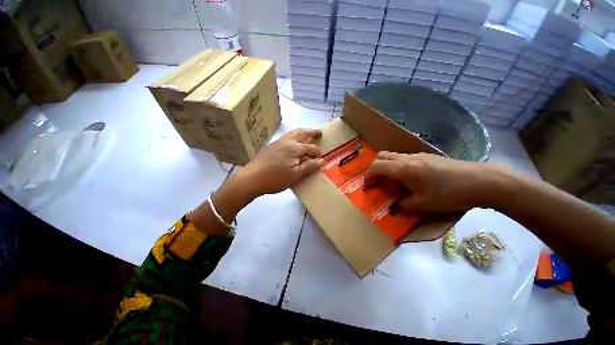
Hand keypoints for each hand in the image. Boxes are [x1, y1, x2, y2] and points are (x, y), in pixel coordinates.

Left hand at [236, 129, 324, 196]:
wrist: (252, 178)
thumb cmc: (276, 178)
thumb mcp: (295, 175)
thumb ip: (309, 166)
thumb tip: (322, 161)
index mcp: (295, 148)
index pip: (311, 148)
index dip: (317, 153)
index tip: (321, 160)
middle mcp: (287, 141)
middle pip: (302, 133)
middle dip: (312, 132)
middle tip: (320, 133)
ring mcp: (278, 142)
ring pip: (293, 133)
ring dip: (302, 132)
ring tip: (307, 134)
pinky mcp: (272, 145)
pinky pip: (286, 136)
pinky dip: (294, 135)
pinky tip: (293, 141)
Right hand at [365, 152, 502, 212]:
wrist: (481, 181)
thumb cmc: (449, 193)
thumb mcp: (423, 205)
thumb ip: (403, 205)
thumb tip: (395, 207)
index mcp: (403, 169)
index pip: (376, 167)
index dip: (368, 176)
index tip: (367, 187)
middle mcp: (407, 158)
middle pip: (381, 156)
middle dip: (374, 168)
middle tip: (376, 181)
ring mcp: (418, 155)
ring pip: (393, 156)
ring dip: (386, 166)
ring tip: (390, 181)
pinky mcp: (427, 156)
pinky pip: (404, 158)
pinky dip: (398, 166)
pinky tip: (408, 178)